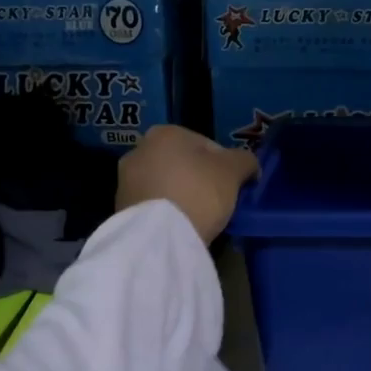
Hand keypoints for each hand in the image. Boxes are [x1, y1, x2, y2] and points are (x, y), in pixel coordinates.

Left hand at [116, 126, 259, 242]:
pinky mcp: (121, 208)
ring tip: (198, 219)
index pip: (207, 145)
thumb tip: (249, 165)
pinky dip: (166, 213)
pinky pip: (153, 206)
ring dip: (181, 197)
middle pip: (183, 165)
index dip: (226, 166)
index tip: (233, 187)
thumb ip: (245, 161)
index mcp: (166, 133)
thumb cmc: (198, 193)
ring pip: (166, 185)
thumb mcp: (233, 172)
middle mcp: (140, 149)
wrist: (158, 237)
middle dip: (200, 180)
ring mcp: (126, 179)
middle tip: (218, 203)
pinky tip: (179, 228)